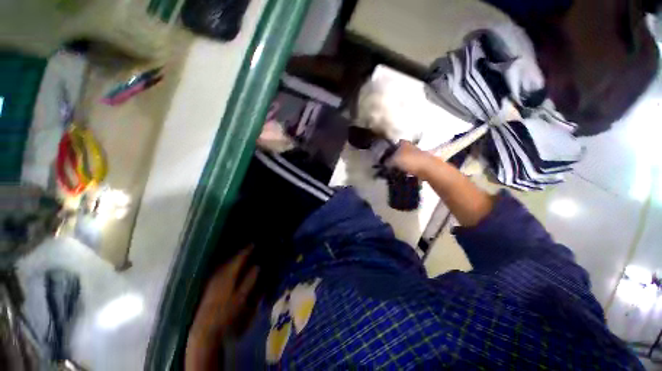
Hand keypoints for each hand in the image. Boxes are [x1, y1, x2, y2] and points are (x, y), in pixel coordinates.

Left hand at [186, 248, 258, 369]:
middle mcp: (218, 274)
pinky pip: (221, 270)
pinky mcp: (209, 286)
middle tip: (250, 248)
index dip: (246, 250)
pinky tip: (231, 267)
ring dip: (234, 259)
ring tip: (242, 255)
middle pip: (231, 259)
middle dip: (240, 253)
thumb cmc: (226, 314)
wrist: (205, 329)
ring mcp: (212, 280)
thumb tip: (257, 266)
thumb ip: (250, 280)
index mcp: (228, 275)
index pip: (238, 258)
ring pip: (225, 264)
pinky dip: (228, 266)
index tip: (254, 243)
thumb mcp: (242, 297)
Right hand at [388, 140, 431, 176]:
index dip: (390, 148)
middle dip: (396, 156)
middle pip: (400, 151)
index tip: (386, 155)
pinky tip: (403, 173)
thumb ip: (387, 161)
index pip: (395, 143)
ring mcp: (416, 154)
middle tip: (389, 163)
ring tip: (395, 170)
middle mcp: (410, 146)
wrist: (427, 168)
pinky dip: (407, 168)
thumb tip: (384, 163)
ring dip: (401, 163)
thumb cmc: (409, 160)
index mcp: (404, 143)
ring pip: (406, 158)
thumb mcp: (394, 160)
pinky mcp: (420, 163)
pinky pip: (410, 165)